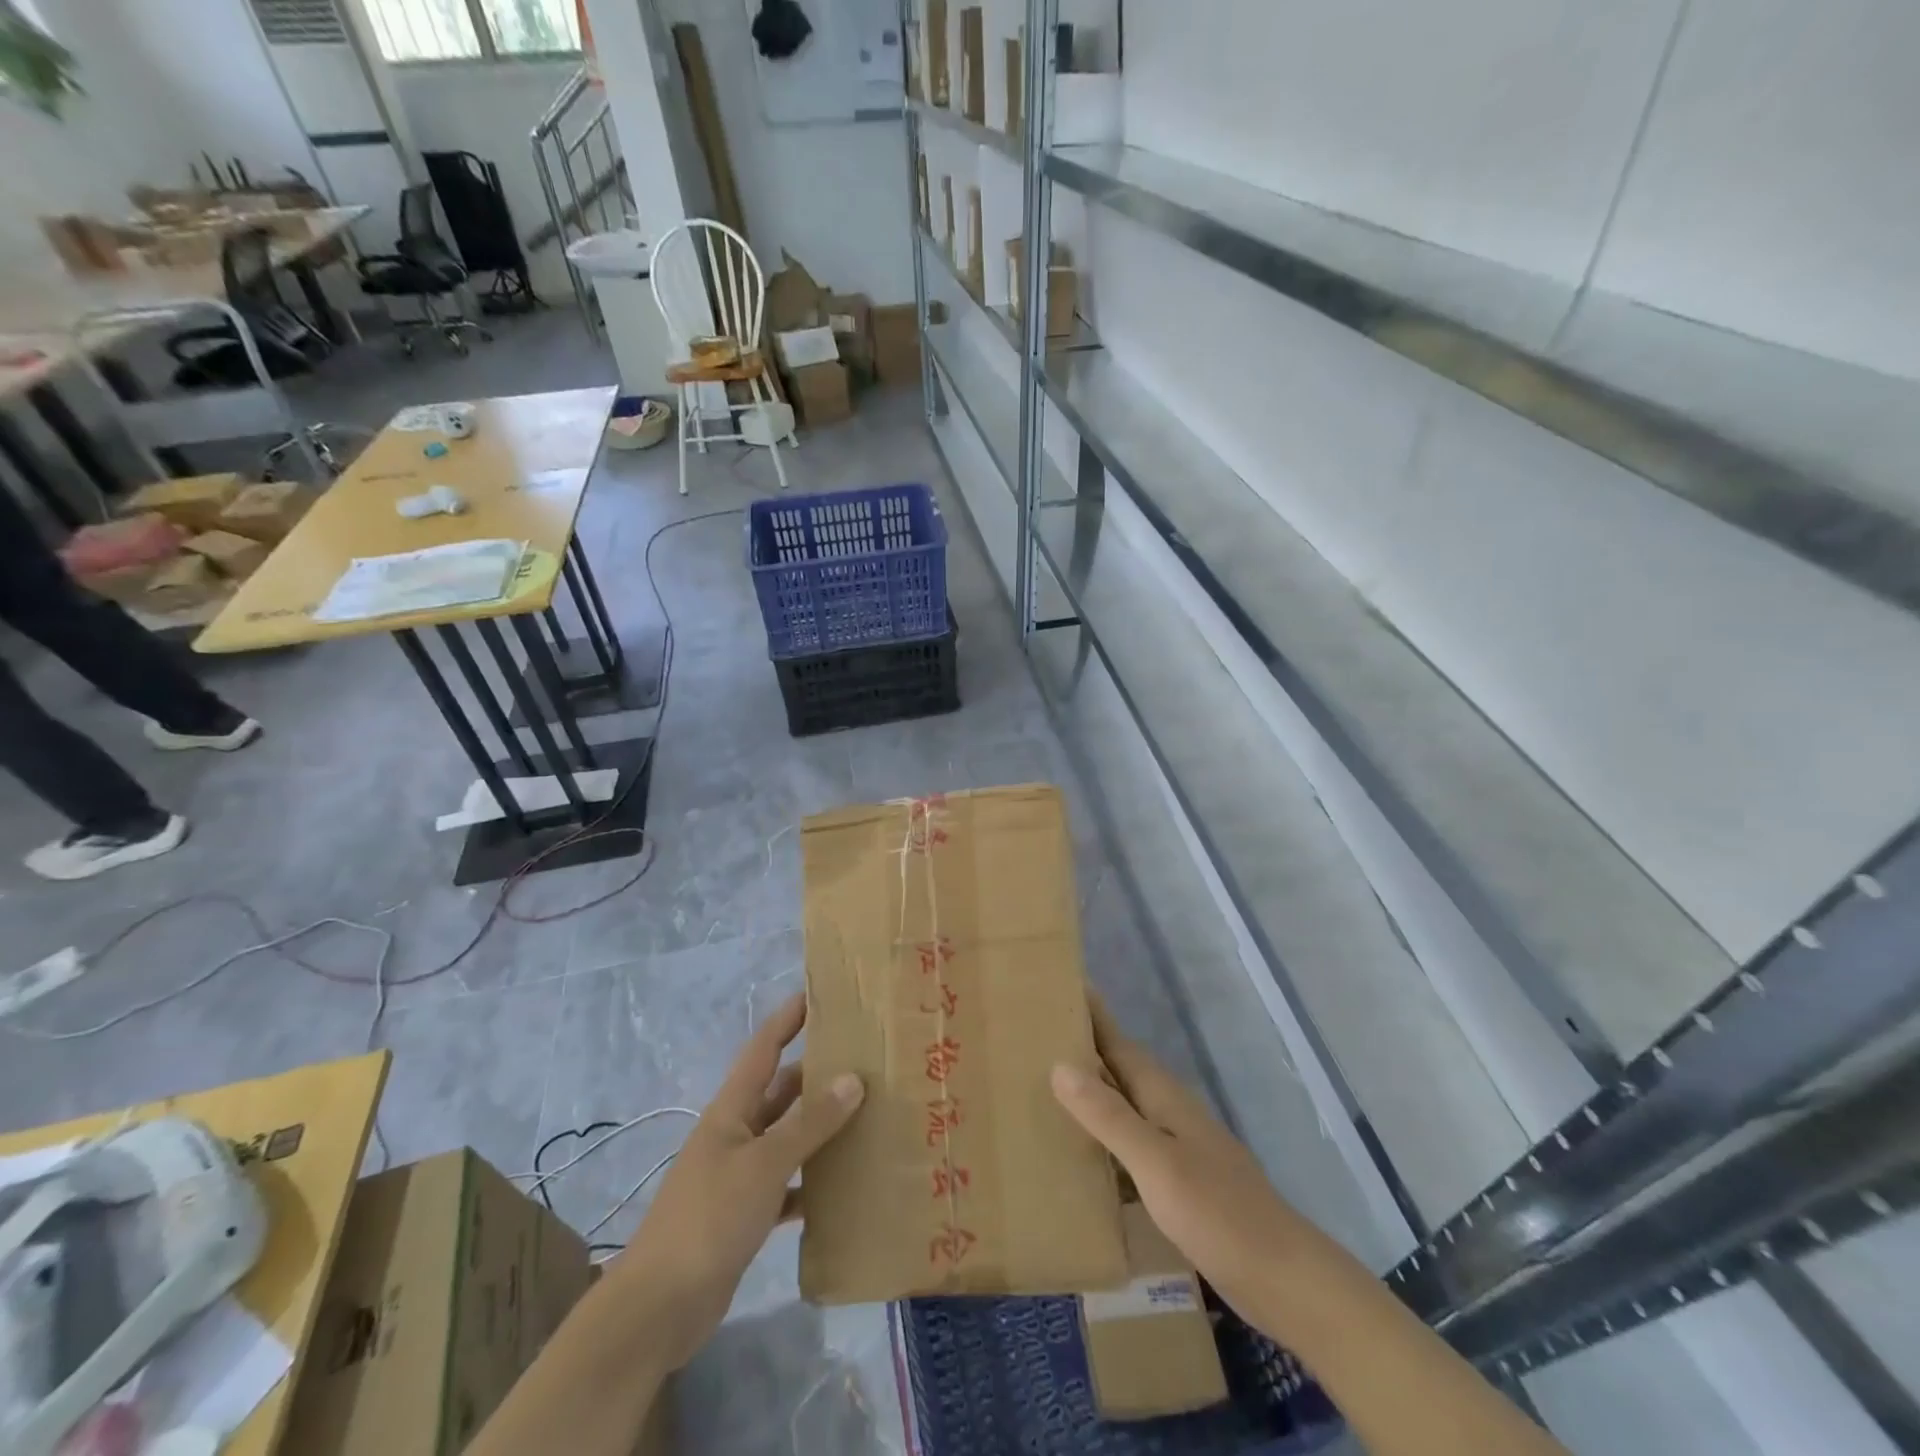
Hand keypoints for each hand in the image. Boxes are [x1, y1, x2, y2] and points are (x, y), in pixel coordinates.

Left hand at [612, 992, 863, 1369]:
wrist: (658, 1308)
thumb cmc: (709, 1218)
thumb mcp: (764, 1164)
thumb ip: (809, 1123)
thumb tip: (853, 1079)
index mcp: (732, 1110)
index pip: (764, 1048)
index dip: (788, 1018)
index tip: (819, 994)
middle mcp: (736, 1133)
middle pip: (781, 1091)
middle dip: (817, 1073)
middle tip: (865, 1059)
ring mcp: (740, 1175)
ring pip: (788, 1137)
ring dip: (820, 1127)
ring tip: (868, 1115)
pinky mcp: (746, 1214)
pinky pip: (788, 1185)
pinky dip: (812, 1182)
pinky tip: (844, 1186)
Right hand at [1052, 999, 1309, 1326]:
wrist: (1283, 1278)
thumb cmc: (1218, 1212)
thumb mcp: (1156, 1163)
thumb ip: (1109, 1116)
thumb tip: (1059, 1065)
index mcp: (1163, 1096)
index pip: (1118, 1042)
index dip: (1091, 1015)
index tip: (1059, 986)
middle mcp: (1168, 1111)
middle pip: (1119, 1068)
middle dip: (1083, 1048)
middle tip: (1034, 1035)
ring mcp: (1176, 1146)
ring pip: (1123, 1105)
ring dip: (1089, 1093)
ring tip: (1042, 1087)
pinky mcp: (1178, 1180)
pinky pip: (1129, 1144)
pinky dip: (1102, 1137)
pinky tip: (1080, 1153)